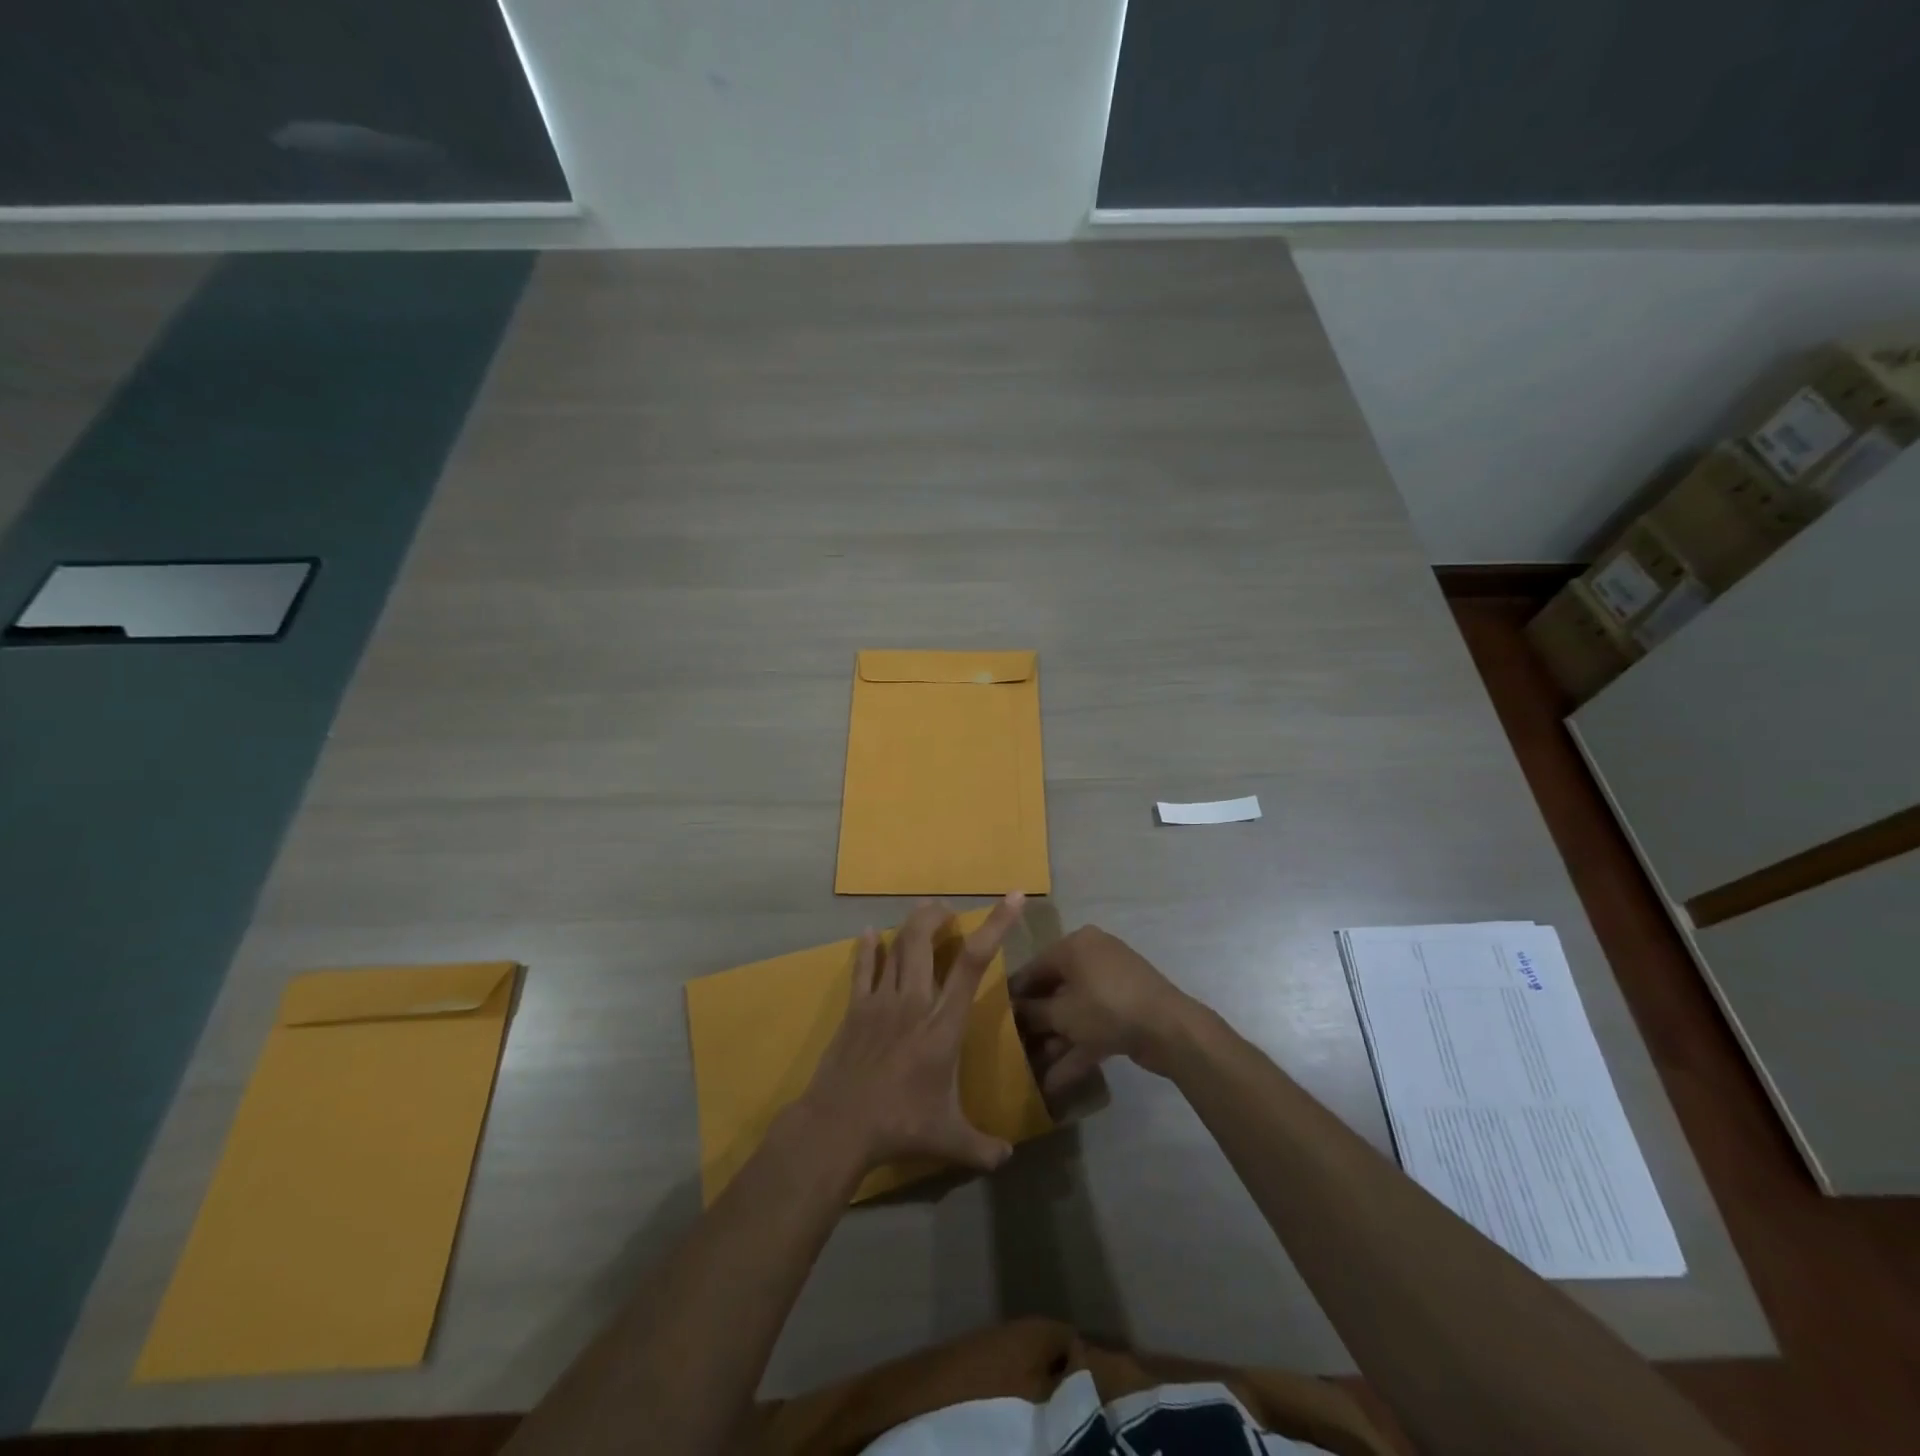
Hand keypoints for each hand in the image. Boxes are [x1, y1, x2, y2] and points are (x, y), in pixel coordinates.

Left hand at [795, 895, 1024, 1174]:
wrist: (838, 1126)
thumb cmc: (899, 1127)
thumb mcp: (949, 1140)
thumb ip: (982, 1146)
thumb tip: (1009, 1158)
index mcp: (943, 1025)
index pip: (973, 964)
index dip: (996, 926)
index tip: (1012, 898)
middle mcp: (914, 1002)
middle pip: (925, 940)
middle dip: (938, 915)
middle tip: (949, 910)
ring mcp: (880, 1002)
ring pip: (897, 947)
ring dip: (912, 925)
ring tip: (924, 913)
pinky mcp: (855, 1009)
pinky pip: (863, 968)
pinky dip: (869, 948)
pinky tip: (871, 933)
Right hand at [1010, 925, 1198, 1094]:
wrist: (1169, 1029)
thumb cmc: (1106, 1007)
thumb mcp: (1062, 1013)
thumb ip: (1033, 1012)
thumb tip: (1013, 1012)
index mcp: (1075, 945)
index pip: (1034, 967)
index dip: (1015, 994)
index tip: (995, 1016)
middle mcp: (1092, 957)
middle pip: (1055, 990)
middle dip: (1036, 1022)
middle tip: (1013, 1046)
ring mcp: (1111, 984)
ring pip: (1074, 1012)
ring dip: (1054, 1041)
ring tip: (1031, 1070)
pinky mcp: (1125, 1010)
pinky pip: (1092, 1025)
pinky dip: (1076, 1049)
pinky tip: (1054, 1082)